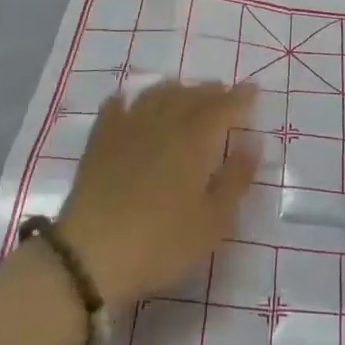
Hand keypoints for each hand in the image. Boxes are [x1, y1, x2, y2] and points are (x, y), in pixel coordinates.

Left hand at [58, 81, 260, 307]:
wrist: (90, 254)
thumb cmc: (162, 242)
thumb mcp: (213, 222)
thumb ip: (236, 179)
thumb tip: (253, 143)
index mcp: (195, 140)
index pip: (223, 107)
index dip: (240, 97)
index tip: (253, 90)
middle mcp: (163, 123)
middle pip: (190, 96)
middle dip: (211, 92)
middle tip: (223, 92)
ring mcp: (127, 128)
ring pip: (155, 95)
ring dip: (175, 90)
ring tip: (184, 93)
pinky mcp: (99, 141)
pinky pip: (116, 107)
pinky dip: (128, 100)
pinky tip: (128, 102)